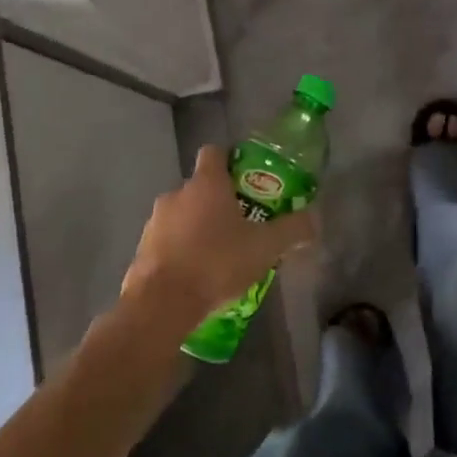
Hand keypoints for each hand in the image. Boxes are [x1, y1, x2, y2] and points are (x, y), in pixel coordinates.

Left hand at [119, 146, 316, 335]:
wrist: (161, 304)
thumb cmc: (216, 263)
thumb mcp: (265, 248)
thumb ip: (292, 230)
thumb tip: (314, 218)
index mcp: (206, 183)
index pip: (214, 152)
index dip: (230, 161)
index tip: (247, 179)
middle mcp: (176, 193)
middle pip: (201, 187)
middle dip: (220, 201)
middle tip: (243, 224)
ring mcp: (155, 221)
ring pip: (183, 214)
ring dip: (199, 227)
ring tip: (221, 254)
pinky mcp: (142, 248)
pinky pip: (168, 240)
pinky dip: (182, 249)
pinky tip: (198, 274)